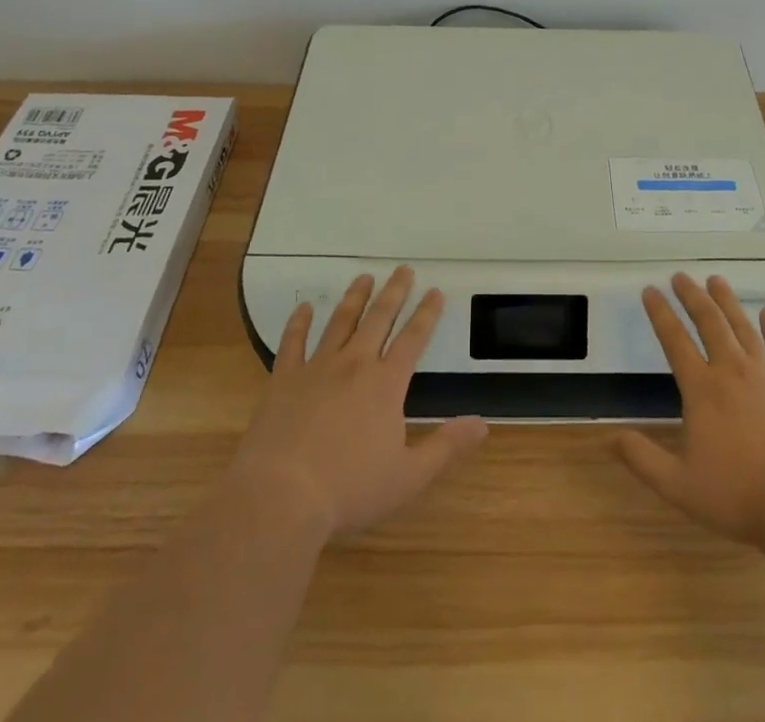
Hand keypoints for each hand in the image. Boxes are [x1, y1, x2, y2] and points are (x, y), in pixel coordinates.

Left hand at [231, 266, 487, 540]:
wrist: (281, 496)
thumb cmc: (349, 489)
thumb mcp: (408, 476)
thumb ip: (446, 447)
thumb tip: (482, 425)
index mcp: (386, 384)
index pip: (413, 339)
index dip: (427, 314)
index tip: (435, 291)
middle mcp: (354, 365)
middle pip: (378, 319)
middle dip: (394, 292)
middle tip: (403, 269)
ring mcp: (317, 368)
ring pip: (340, 322)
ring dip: (355, 298)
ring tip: (364, 277)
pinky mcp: (284, 380)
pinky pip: (292, 342)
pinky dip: (299, 323)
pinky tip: (305, 307)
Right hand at [615, 272, 764, 547]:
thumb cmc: (739, 494)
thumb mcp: (680, 486)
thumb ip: (644, 460)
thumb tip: (611, 438)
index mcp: (702, 390)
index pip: (675, 341)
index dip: (660, 314)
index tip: (649, 290)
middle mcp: (732, 371)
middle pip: (709, 323)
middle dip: (692, 296)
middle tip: (680, 275)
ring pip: (742, 327)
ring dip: (727, 302)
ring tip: (716, 280)